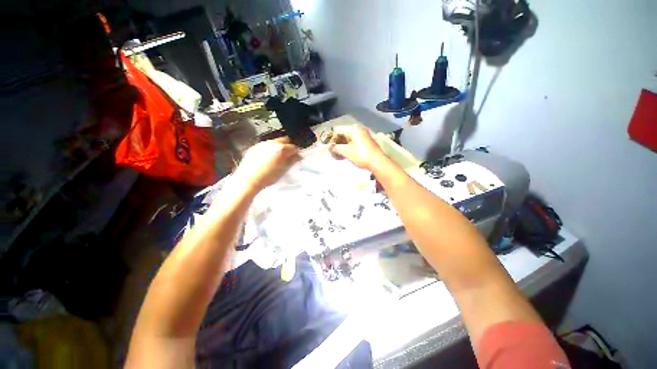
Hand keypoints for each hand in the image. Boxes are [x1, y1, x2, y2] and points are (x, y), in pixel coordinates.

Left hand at [234, 137, 300, 191]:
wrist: (248, 181)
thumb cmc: (268, 178)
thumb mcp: (283, 170)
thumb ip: (292, 161)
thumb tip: (298, 156)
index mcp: (281, 149)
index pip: (294, 147)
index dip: (297, 152)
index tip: (297, 157)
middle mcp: (272, 143)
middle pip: (284, 140)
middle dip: (288, 147)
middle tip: (289, 156)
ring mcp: (262, 144)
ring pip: (274, 142)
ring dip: (278, 147)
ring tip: (277, 157)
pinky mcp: (254, 147)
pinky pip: (265, 145)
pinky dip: (269, 149)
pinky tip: (267, 158)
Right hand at [328, 125, 384, 169]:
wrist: (378, 163)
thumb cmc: (361, 155)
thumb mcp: (347, 151)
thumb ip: (336, 148)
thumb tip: (331, 147)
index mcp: (354, 129)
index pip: (338, 131)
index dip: (332, 139)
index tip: (329, 148)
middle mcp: (359, 131)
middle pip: (343, 135)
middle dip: (337, 144)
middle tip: (332, 153)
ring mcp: (363, 137)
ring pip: (348, 140)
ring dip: (342, 148)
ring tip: (338, 156)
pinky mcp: (366, 144)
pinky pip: (354, 144)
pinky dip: (348, 149)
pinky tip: (344, 156)